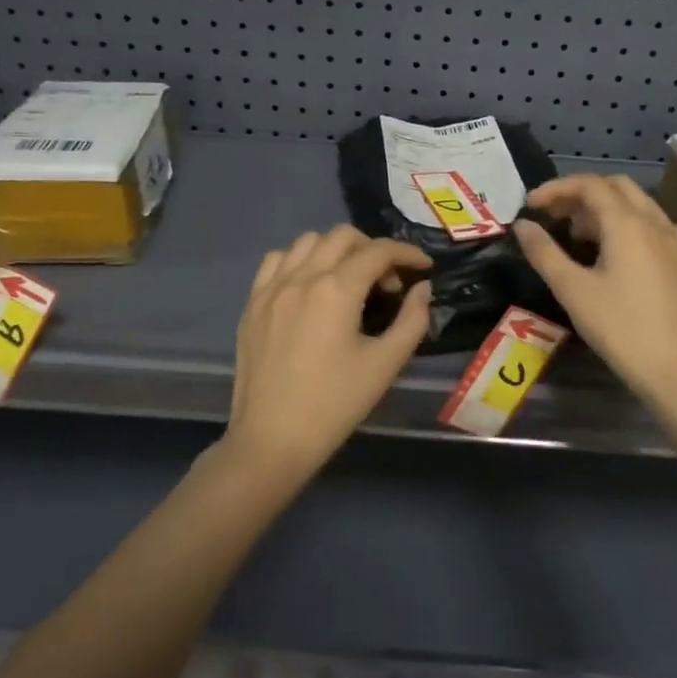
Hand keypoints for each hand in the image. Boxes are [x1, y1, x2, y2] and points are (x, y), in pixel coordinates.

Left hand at [225, 225, 431, 483]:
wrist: (272, 440)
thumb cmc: (335, 405)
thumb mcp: (385, 365)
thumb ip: (412, 320)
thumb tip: (421, 289)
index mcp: (336, 290)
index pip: (378, 251)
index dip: (407, 253)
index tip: (423, 268)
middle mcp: (302, 277)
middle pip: (343, 236)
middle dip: (373, 250)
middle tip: (387, 284)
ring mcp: (272, 287)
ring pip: (308, 241)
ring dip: (336, 250)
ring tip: (349, 282)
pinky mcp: (253, 303)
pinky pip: (277, 261)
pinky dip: (300, 261)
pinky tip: (310, 286)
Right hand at [514, 175, 676, 405]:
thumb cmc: (621, 329)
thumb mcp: (573, 290)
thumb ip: (544, 253)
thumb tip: (523, 225)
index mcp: (627, 224)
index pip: (590, 185)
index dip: (557, 189)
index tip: (531, 205)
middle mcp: (655, 223)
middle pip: (617, 187)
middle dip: (581, 194)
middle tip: (554, 216)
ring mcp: (676, 242)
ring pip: (639, 205)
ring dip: (606, 209)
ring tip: (580, 235)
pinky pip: (658, 227)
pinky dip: (632, 226)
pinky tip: (622, 250)